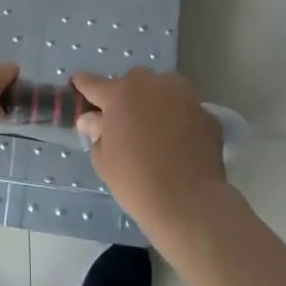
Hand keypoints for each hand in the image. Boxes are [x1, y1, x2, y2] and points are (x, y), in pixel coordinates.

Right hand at [71, 67, 228, 234]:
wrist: (189, 202)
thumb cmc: (135, 180)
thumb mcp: (104, 159)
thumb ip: (96, 132)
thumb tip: (93, 120)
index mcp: (119, 93)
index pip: (93, 83)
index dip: (84, 85)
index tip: (78, 83)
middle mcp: (151, 85)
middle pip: (133, 82)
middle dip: (127, 96)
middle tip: (125, 120)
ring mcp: (183, 95)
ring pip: (163, 89)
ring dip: (156, 101)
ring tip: (156, 127)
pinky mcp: (207, 112)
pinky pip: (186, 109)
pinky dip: (180, 118)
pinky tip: (180, 140)